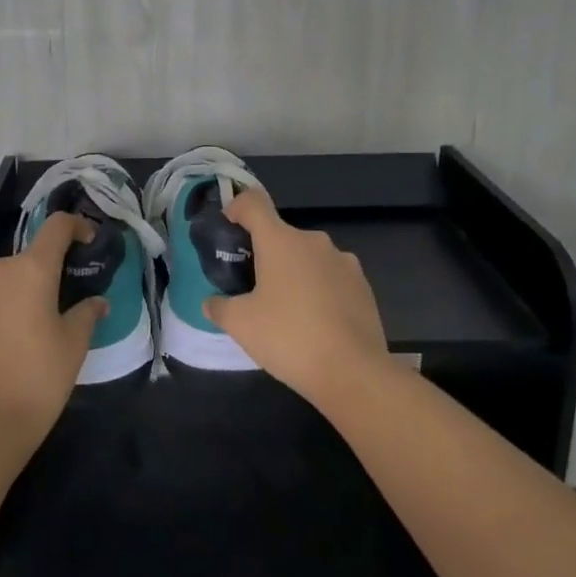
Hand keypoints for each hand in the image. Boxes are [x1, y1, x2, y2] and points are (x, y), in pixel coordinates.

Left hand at [0, 212, 106, 442]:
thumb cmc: (37, 378)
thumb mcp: (73, 345)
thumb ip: (87, 313)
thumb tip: (96, 302)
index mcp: (32, 269)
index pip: (57, 226)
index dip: (76, 226)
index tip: (88, 243)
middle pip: (28, 258)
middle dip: (46, 274)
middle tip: (60, 305)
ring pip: (3, 280)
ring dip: (19, 293)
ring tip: (29, 329)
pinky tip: (3, 341)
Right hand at [204, 191, 389, 409]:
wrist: (353, 372)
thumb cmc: (289, 338)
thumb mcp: (240, 325)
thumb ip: (219, 307)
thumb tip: (212, 302)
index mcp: (280, 240)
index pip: (253, 203)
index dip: (236, 209)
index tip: (228, 231)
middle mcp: (313, 241)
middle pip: (280, 235)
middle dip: (264, 255)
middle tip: (252, 288)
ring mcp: (343, 261)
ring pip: (307, 257)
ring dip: (293, 273)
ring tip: (286, 310)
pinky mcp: (363, 285)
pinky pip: (331, 277)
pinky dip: (318, 290)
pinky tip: (316, 322)